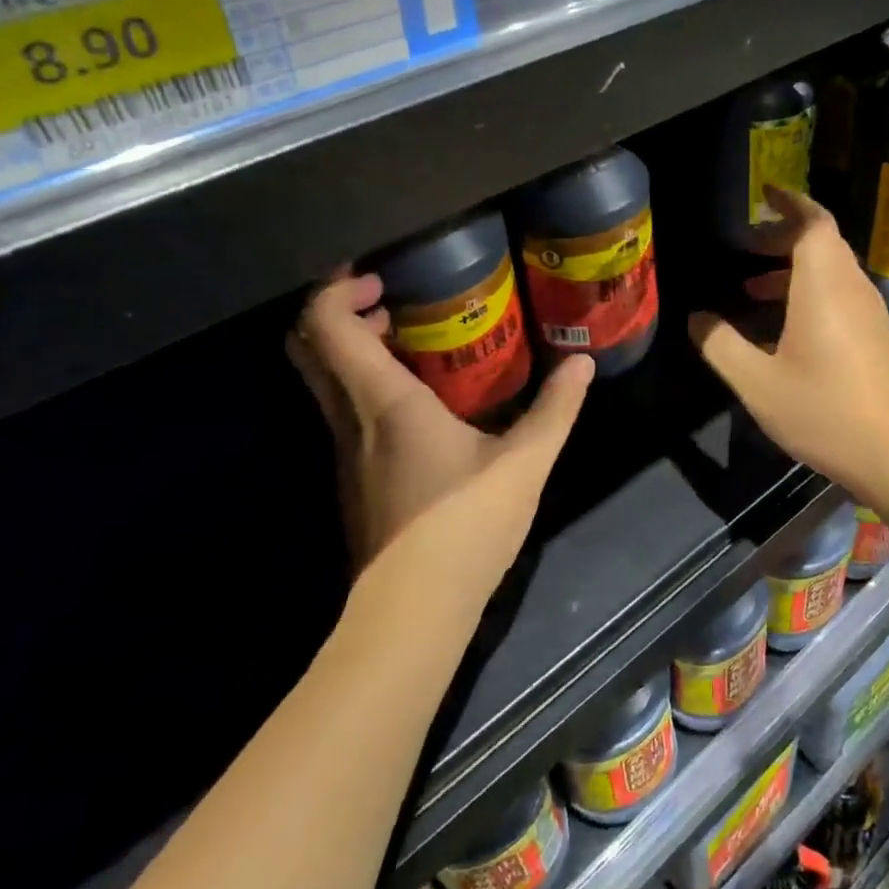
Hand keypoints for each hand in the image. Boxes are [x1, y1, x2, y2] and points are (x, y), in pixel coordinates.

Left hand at [289, 270, 592, 595]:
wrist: (414, 609)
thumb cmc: (465, 524)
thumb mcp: (525, 463)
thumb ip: (555, 408)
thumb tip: (581, 362)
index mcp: (383, 402)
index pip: (325, 326)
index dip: (338, 290)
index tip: (380, 280)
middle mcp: (349, 420)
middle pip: (307, 348)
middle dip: (336, 312)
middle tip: (387, 302)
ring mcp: (344, 453)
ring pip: (322, 382)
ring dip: (350, 350)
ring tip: (407, 342)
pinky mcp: (352, 479)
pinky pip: (342, 412)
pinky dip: (362, 385)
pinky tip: (417, 401)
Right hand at [688, 187, 888, 502]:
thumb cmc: (824, 413)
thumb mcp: (757, 383)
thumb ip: (720, 345)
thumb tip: (695, 318)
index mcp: (824, 287)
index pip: (814, 223)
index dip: (790, 203)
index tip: (764, 194)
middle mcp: (852, 289)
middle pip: (822, 242)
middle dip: (783, 237)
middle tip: (746, 247)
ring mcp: (870, 312)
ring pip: (832, 270)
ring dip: (794, 268)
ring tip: (753, 288)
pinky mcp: (878, 335)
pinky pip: (842, 293)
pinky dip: (811, 291)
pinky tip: (785, 327)